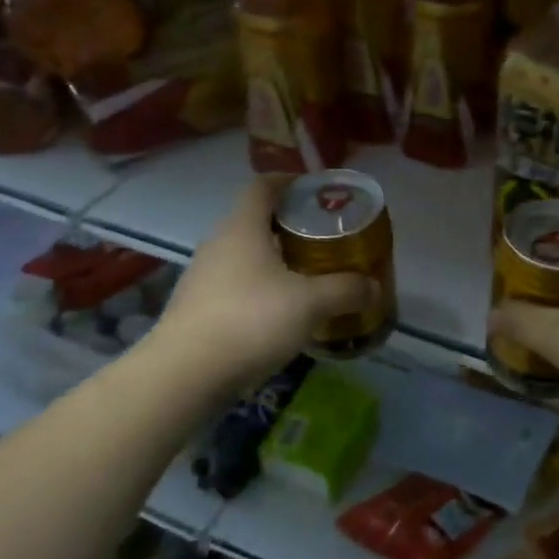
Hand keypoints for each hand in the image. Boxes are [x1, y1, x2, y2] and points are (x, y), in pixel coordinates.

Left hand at [137, 178, 377, 393]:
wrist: (183, 377)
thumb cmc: (250, 321)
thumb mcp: (310, 303)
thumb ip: (346, 290)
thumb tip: (375, 287)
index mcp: (242, 227)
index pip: (263, 185)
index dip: (290, 181)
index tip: (317, 190)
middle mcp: (218, 244)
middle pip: (256, 221)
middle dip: (291, 225)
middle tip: (325, 238)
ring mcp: (203, 278)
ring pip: (246, 256)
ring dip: (276, 260)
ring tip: (309, 276)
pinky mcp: (197, 310)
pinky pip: (236, 286)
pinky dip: (261, 290)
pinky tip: (283, 313)